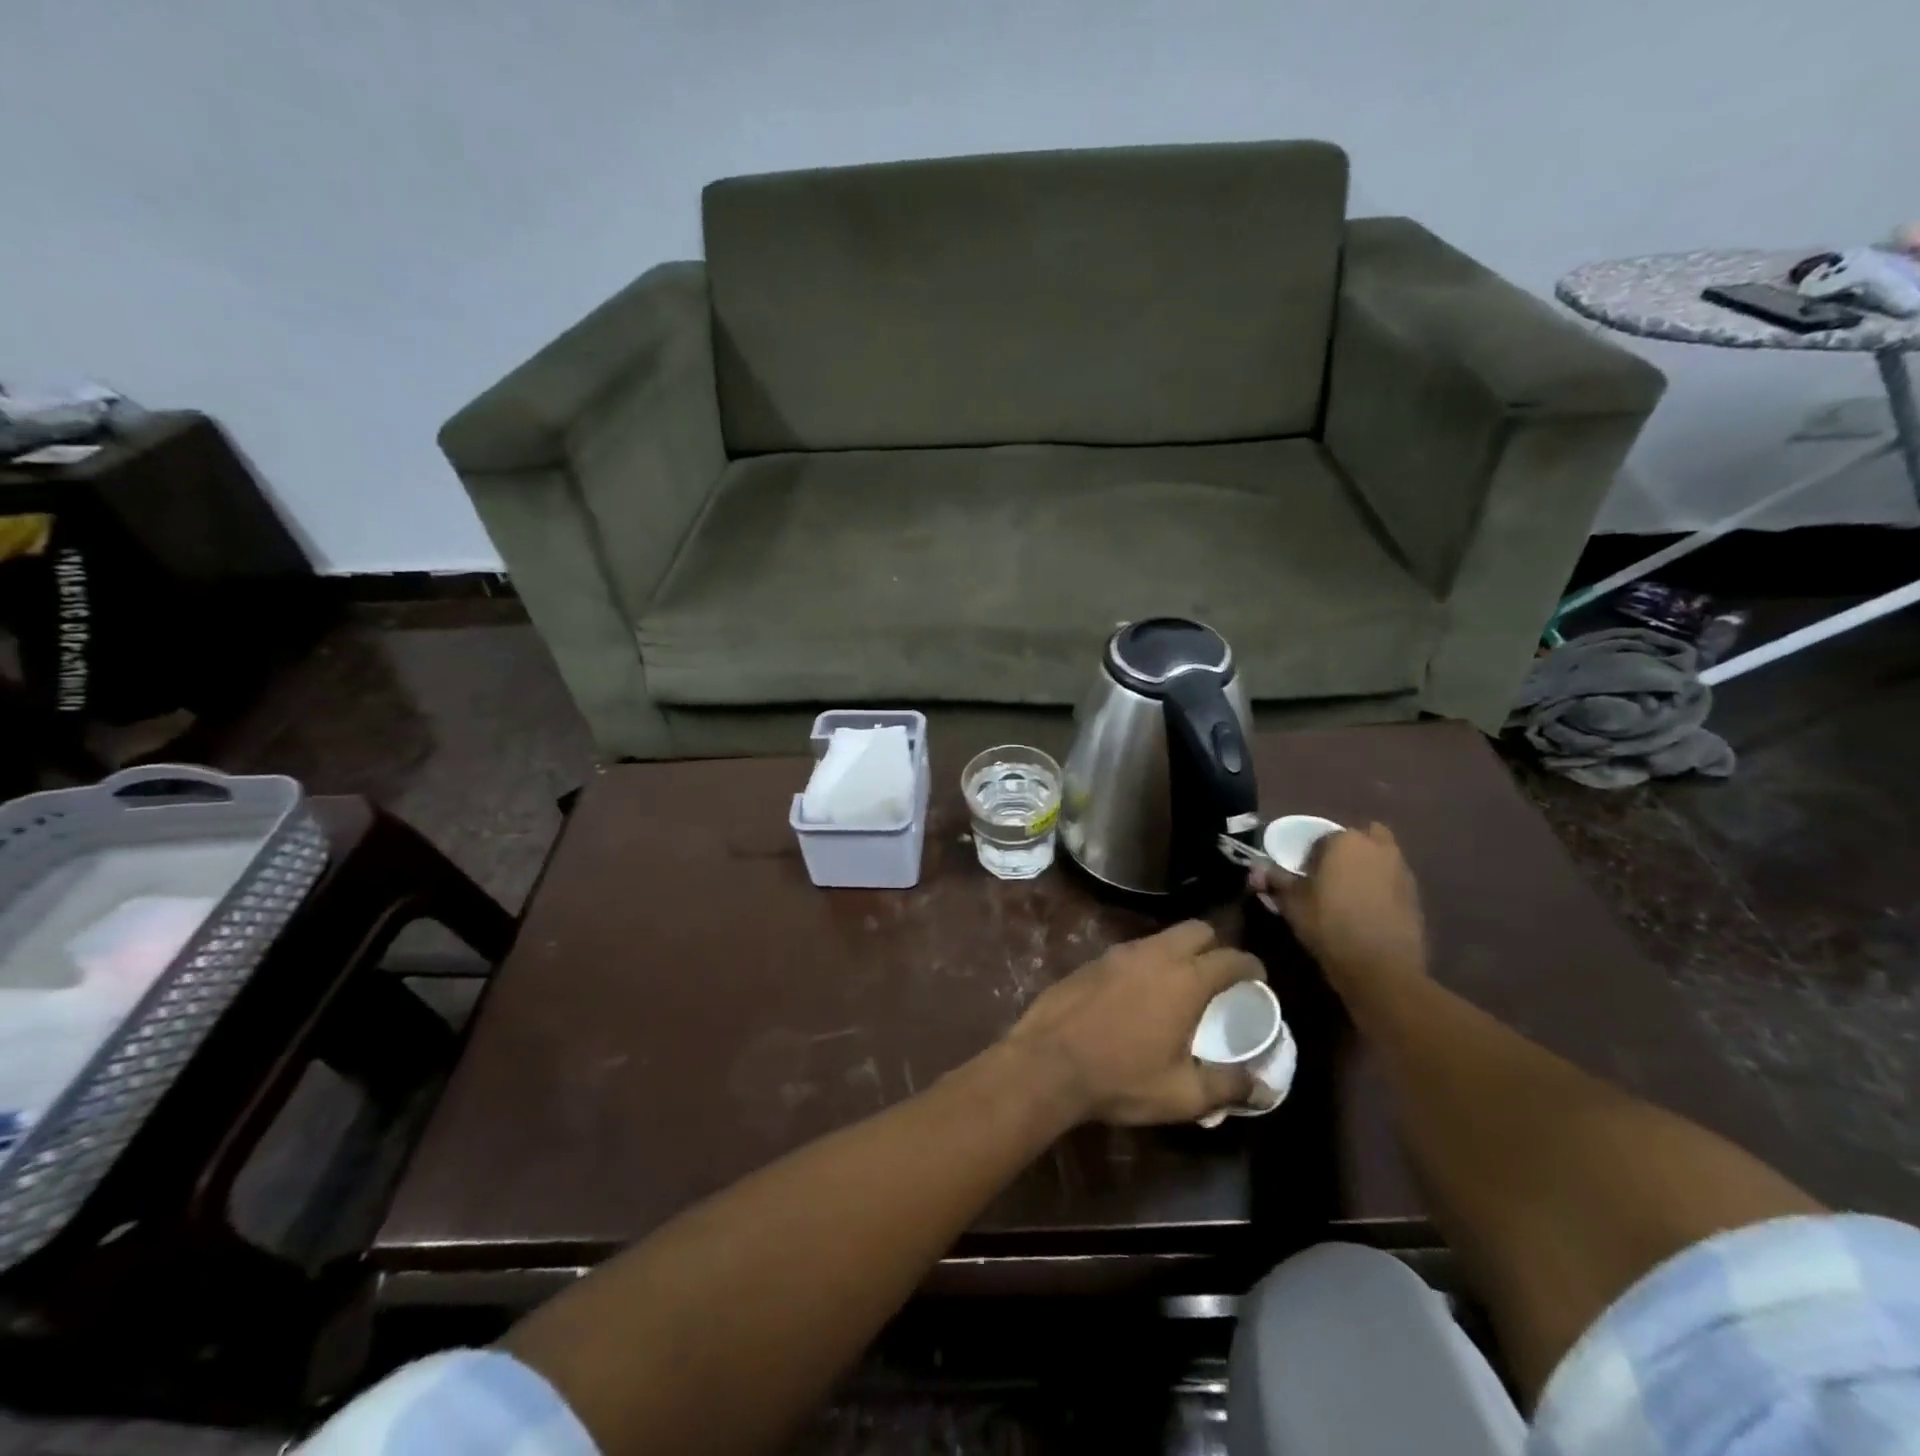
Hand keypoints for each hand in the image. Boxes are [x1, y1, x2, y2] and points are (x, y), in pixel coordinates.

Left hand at [1005, 921, 1260, 1125]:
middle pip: (1197, 930)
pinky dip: (1147, 962)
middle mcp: (1155, 955)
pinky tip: (1140, 992)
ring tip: (1181, 985)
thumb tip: (1265, 1088)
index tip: (1258, 979)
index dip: (1251, 966)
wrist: (1048, 1062)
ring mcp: (1119, 953)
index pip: (1231, 958)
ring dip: (1178, 952)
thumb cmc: (1121, 1079)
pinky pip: (1132, 950)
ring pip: (1161, 937)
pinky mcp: (1093, 960)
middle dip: (1215, 946)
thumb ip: (1228, 1087)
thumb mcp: (1182, 1095)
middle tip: (1220, 976)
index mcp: (1185, 980)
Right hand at [1254, 824, 1427, 1001]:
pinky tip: (1367, 912)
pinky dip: (1381, 889)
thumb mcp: (1292, 903)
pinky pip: (1392, 882)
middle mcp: (1378, 848)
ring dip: (1366, 868)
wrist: (1381, 967)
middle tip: (1329, 876)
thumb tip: (1257, 870)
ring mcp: (1402, 871)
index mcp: (1345, 841)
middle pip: (1359, 839)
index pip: (1322, 838)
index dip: (1309, 855)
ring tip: (1348, 895)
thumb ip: (1275, 881)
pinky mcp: (1415, 896)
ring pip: (1380, 858)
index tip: (1302, 875)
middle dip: (1346, 851)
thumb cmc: (1329, 925)